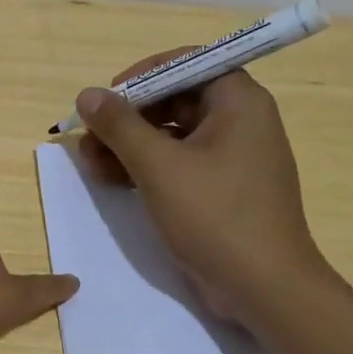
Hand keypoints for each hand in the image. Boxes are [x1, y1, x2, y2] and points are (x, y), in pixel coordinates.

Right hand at [76, 54, 331, 324]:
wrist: (265, 290)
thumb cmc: (215, 216)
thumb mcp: (158, 166)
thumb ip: (120, 126)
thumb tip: (87, 95)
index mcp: (238, 102)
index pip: (187, 64)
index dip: (143, 75)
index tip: (108, 98)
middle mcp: (240, 121)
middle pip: (175, 99)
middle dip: (127, 117)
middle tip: (89, 136)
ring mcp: (232, 158)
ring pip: (171, 134)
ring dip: (129, 144)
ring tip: (89, 161)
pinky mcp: (221, 189)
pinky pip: (178, 163)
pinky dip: (145, 167)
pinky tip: (111, 179)